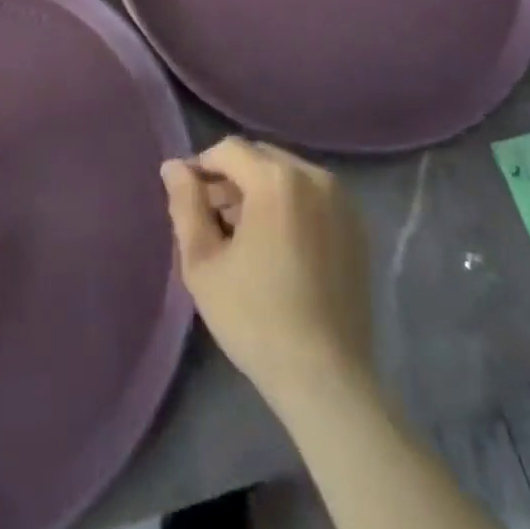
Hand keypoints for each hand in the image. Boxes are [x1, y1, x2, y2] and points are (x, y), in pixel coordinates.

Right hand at [160, 138, 373, 416]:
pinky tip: (277, 247)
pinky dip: (289, 205)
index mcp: (276, 179)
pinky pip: (312, 195)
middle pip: (259, 157)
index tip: (188, 201)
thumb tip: (173, 166)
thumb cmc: (256, 319)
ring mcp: (341, 199)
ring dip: (260, 190)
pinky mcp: (356, 224)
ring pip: (286, 175)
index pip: (228, 149)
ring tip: (242, 236)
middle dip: (231, 178)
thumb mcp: (203, 263)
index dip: (201, 168)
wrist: (326, 378)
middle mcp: (314, 175)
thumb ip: (185, 205)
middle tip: (212, 220)